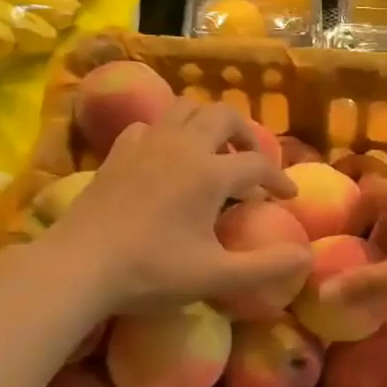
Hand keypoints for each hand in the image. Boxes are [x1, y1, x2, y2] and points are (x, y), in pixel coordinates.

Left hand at [48, 102, 308, 312]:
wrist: (78, 266)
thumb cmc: (151, 271)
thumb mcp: (216, 277)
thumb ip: (267, 267)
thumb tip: (308, 257)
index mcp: (210, 173)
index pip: (258, 164)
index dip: (279, 179)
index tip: (288, 197)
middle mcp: (182, 146)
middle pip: (223, 116)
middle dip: (245, 134)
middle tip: (252, 161)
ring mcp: (146, 144)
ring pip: (185, 109)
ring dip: (207, 123)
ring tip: (213, 151)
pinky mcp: (117, 152)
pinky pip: (149, 125)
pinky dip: (168, 132)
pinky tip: (166, 156)